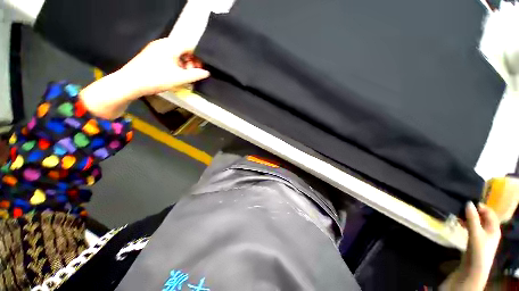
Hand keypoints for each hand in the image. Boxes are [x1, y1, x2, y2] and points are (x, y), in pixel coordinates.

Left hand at [117, 38, 208, 97]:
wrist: (131, 82)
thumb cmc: (157, 78)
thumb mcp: (180, 78)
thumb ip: (195, 75)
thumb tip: (206, 72)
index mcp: (171, 45)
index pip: (190, 46)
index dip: (198, 57)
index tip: (200, 69)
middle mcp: (163, 43)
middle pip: (183, 49)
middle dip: (190, 61)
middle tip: (192, 73)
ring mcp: (155, 48)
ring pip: (175, 53)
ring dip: (183, 64)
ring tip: (184, 76)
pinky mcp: (150, 54)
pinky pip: (168, 56)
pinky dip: (175, 64)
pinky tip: (174, 74)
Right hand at [440, 202, 500, 290]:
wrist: (474, 268)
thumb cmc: (479, 249)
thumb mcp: (476, 233)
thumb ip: (472, 218)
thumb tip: (468, 202)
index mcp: (494, 228)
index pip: (490, 212)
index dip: (481, 206)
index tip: (468, 202)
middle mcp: (490, 230)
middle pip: (483, 217)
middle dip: (473, 211)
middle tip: (461, 207)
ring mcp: (482, 235)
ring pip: (476, 222)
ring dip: (468, 217)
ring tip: (458, 213)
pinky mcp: (475, 239)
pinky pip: (472, 227)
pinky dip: (466, 223)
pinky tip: (459, 222)